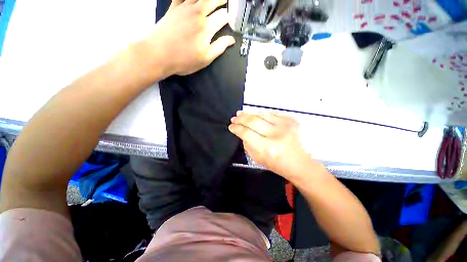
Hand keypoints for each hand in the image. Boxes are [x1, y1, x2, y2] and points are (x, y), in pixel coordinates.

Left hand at [143, 0, 234, 75]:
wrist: (158, 54)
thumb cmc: (184, 60)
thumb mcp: (205, 59)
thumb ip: (219, 47)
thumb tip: (231, 40)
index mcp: (206, 27)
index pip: (223, 17)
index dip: (229, 18)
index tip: (230, 22)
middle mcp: (197, 13)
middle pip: (213, 0)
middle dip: (222, 1)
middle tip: (226, 3)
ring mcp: (184, 8)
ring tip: (213, 0)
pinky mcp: (173, 7)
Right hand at [229, 111, 315, 179]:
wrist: (302, 164)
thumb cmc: (279, 165)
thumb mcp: (259, 159)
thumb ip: (248, 144)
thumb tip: (241, 132)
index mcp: (267, 148)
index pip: (246, 133)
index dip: (236, 128)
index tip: (231, 126)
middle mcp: (276, 135)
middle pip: (253, 121)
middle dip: (241, 118)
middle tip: (234, 117)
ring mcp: (286, 126)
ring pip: (262, 115)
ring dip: (250, 114)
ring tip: (242, 114)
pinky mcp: (292, 121)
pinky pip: (272, 114)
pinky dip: (262, 114)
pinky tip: (256, 115)